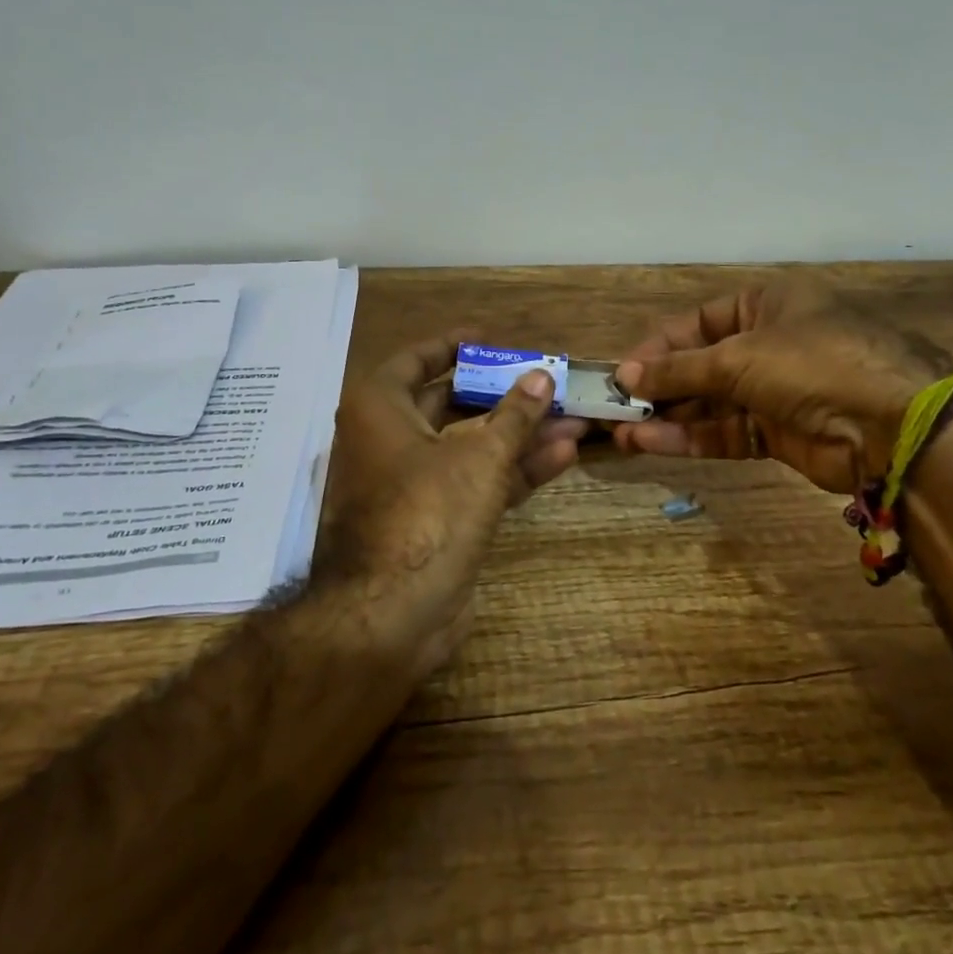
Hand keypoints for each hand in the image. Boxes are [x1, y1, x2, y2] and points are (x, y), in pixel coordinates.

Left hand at [319, 334, 588, 677]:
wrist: (394, 615)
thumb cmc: (428, 512)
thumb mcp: (480, 455)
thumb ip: (515, 414)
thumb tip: (542, 376)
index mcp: (380, 409)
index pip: (416, 360)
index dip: (453, 346)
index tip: (490, 338)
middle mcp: (390, 440)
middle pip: (451, 405)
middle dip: (504, 396)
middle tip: (546, 382)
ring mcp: (414, 484)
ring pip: (471, 446)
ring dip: (520, 434)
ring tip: (572, 418)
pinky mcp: (436, 520)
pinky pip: (476, 481)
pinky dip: (513, 469)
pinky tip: (562, 455)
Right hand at [612, 280, 951, 493]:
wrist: (893, 425)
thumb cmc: (812, 363)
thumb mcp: (739, 357)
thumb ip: (680, 370)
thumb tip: (627, 376)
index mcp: (766, 305)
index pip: (698, 323)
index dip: (658, 347)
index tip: (623, 374)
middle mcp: (769, 344)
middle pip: (701, 365)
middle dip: (660, 388)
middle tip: (617, 409)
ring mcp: (775, 391)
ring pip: (710, 403)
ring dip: (668, 418)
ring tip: (623, 433)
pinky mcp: (779, 433)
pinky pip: (726, 431)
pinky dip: (691, 438)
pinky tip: (652, 444)